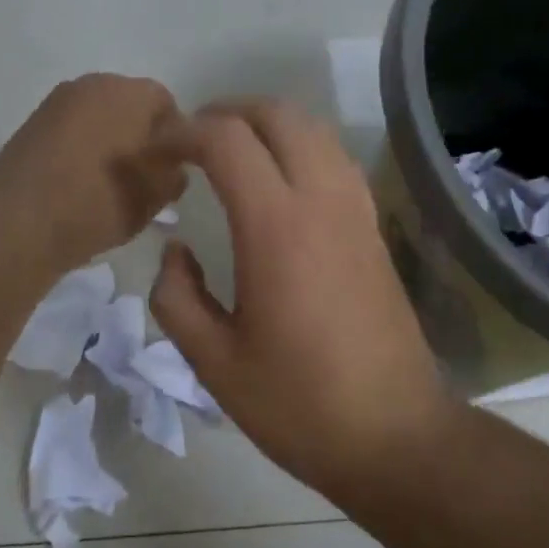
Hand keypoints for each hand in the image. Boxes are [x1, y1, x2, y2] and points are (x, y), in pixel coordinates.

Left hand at [0, 74, 187, 276]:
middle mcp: (93, 84)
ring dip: (110, 143)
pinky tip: (81, 185)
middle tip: (144, 178)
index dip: (177, 137)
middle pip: (130, 106)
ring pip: (99, 119)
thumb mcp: (156, 195)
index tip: (173, 170)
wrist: (18, 222)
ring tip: (111, 185)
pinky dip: (83, 151)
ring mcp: (57, 103)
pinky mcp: (32, 126)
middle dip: (141, 137)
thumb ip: (175, 173)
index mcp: (130, 92)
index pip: (167, 104)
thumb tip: (172, 165)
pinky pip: (72, 132)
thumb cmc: (99, 202)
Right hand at [150, 100, 453, 496]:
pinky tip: (278, 183)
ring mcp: (356, 212)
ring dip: (267, 124)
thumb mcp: (214, 362)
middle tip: (189, 140)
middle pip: (278, 114)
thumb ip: (177, 297)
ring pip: (314, 130)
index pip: (226, 140)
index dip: (182, 133)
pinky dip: (300, 146)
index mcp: (276, 228)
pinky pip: (335, 159)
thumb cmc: (298, 405)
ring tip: (230, 152)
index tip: (154, 151)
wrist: (394, 436)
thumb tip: (174, 251)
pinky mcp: (374, 230)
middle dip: (227, 111)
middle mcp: (322, 202)